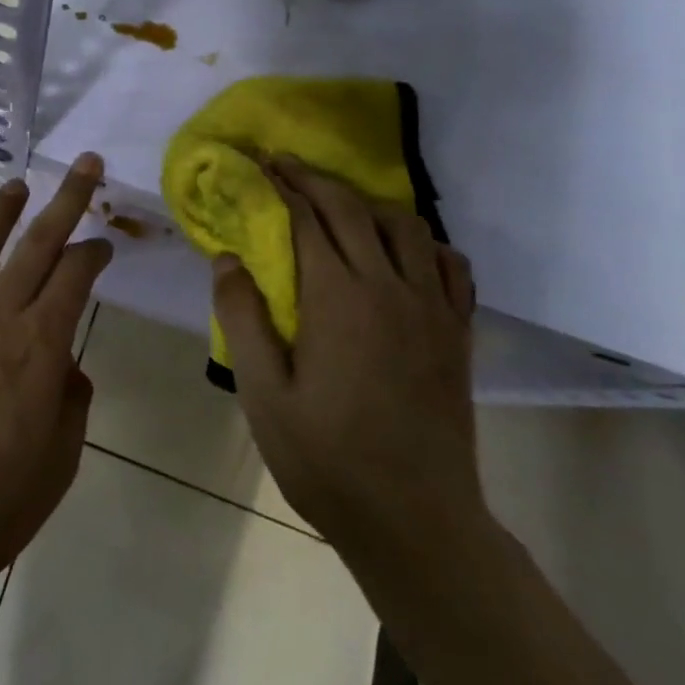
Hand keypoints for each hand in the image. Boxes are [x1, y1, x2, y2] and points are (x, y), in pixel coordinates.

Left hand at [0, 156, 112, 610]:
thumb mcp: (56, 467)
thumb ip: (71, 404)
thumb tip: (65, 366)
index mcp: (38, 347)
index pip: (75, 276)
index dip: (95, 251)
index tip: (105, 242)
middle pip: (38, 242)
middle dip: (67, 198)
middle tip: (86, 163)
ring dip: (4, 211)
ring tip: (19, 185)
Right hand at [212, 158, 485, 579]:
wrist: (416, 521)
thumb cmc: (327, 458)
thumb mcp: (263, 393)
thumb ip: (243, 317)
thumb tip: (229, 257)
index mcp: (338, 297)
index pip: (307, 218)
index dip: (282, 185)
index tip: (262, 163)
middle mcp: (388, 287)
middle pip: (352, 209)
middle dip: (315, 179)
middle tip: (287, 164)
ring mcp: (430, 308)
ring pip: (405, 226)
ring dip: (368, 203)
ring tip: (340, 204)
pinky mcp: (456, 332)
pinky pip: (449, 265)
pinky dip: (423, 242)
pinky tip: (404, 250)